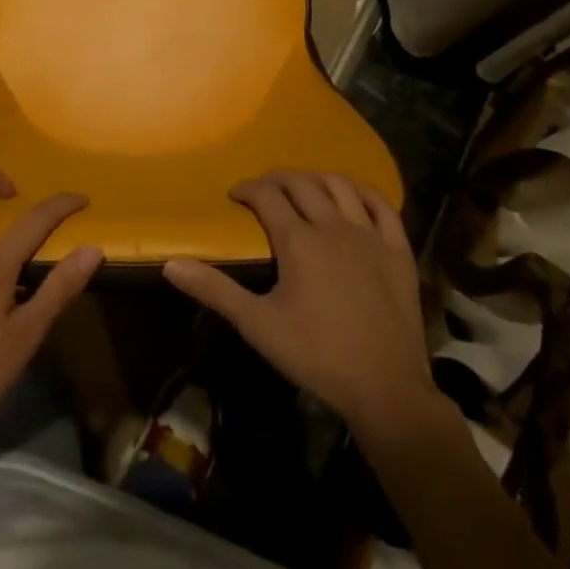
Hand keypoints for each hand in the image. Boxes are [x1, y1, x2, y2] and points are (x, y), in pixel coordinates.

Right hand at [164, 171, 431, 434]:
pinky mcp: (398, 250)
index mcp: (298, 240)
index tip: (235, 195)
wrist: (386, 389)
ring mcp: (369, 234)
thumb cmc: (317, 356)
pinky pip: (382, 206)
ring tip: (304, 186)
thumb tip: (172, 264)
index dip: (248, 189)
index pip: (267, 197)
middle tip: (264, 188)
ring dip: (317, 179)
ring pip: (340, 186)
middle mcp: (333, 225)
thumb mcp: (258, 326)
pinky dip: (364, 192)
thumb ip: (215, 291)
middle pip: (302, 184)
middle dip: (278, 179)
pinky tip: (354, 195)